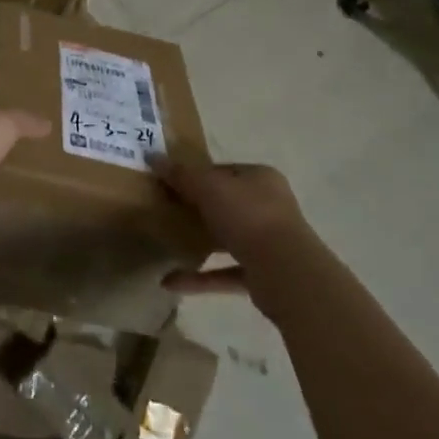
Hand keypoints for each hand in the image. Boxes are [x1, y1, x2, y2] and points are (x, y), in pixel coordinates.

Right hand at [157, 159, 311, 298]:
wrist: (285, 272)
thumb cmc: (248, 216)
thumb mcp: (208, 187)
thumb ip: (181, 174)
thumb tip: (152, 156)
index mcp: (261, 178)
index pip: (223, 171)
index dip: (196, 175)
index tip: (169, 183)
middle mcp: (269, 207)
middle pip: (226, 204)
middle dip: (197, 208)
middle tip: (166, 211)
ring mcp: (268, 243)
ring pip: (227, 238)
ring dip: (199, 242)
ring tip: (167, 244)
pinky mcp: (262, 276)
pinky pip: (225, 273)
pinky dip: (200, 278)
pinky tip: (169, 281)